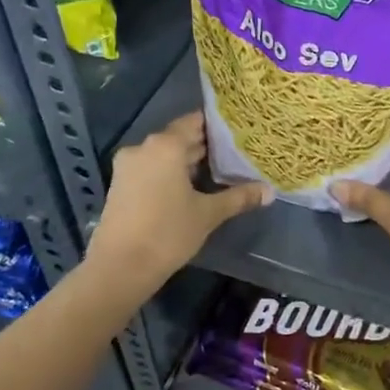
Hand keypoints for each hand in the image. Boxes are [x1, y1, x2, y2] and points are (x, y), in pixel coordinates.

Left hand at [91, 113, 270, 285]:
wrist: (120, 267)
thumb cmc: (168, 233)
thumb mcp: (208, 214)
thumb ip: (239, 197)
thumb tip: (270, 191)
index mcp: (166, 146)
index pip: (195, 122)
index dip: (217, 125)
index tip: (239, 130)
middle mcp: (144, 148)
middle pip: (179, 137)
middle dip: (205, 145)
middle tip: (236, 151)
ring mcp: (128, 167)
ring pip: (165, 155)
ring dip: (188, 161)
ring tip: (219, 169)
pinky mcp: (121, 185)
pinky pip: (152, 169)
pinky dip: (171, 173)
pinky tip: (192, 187)